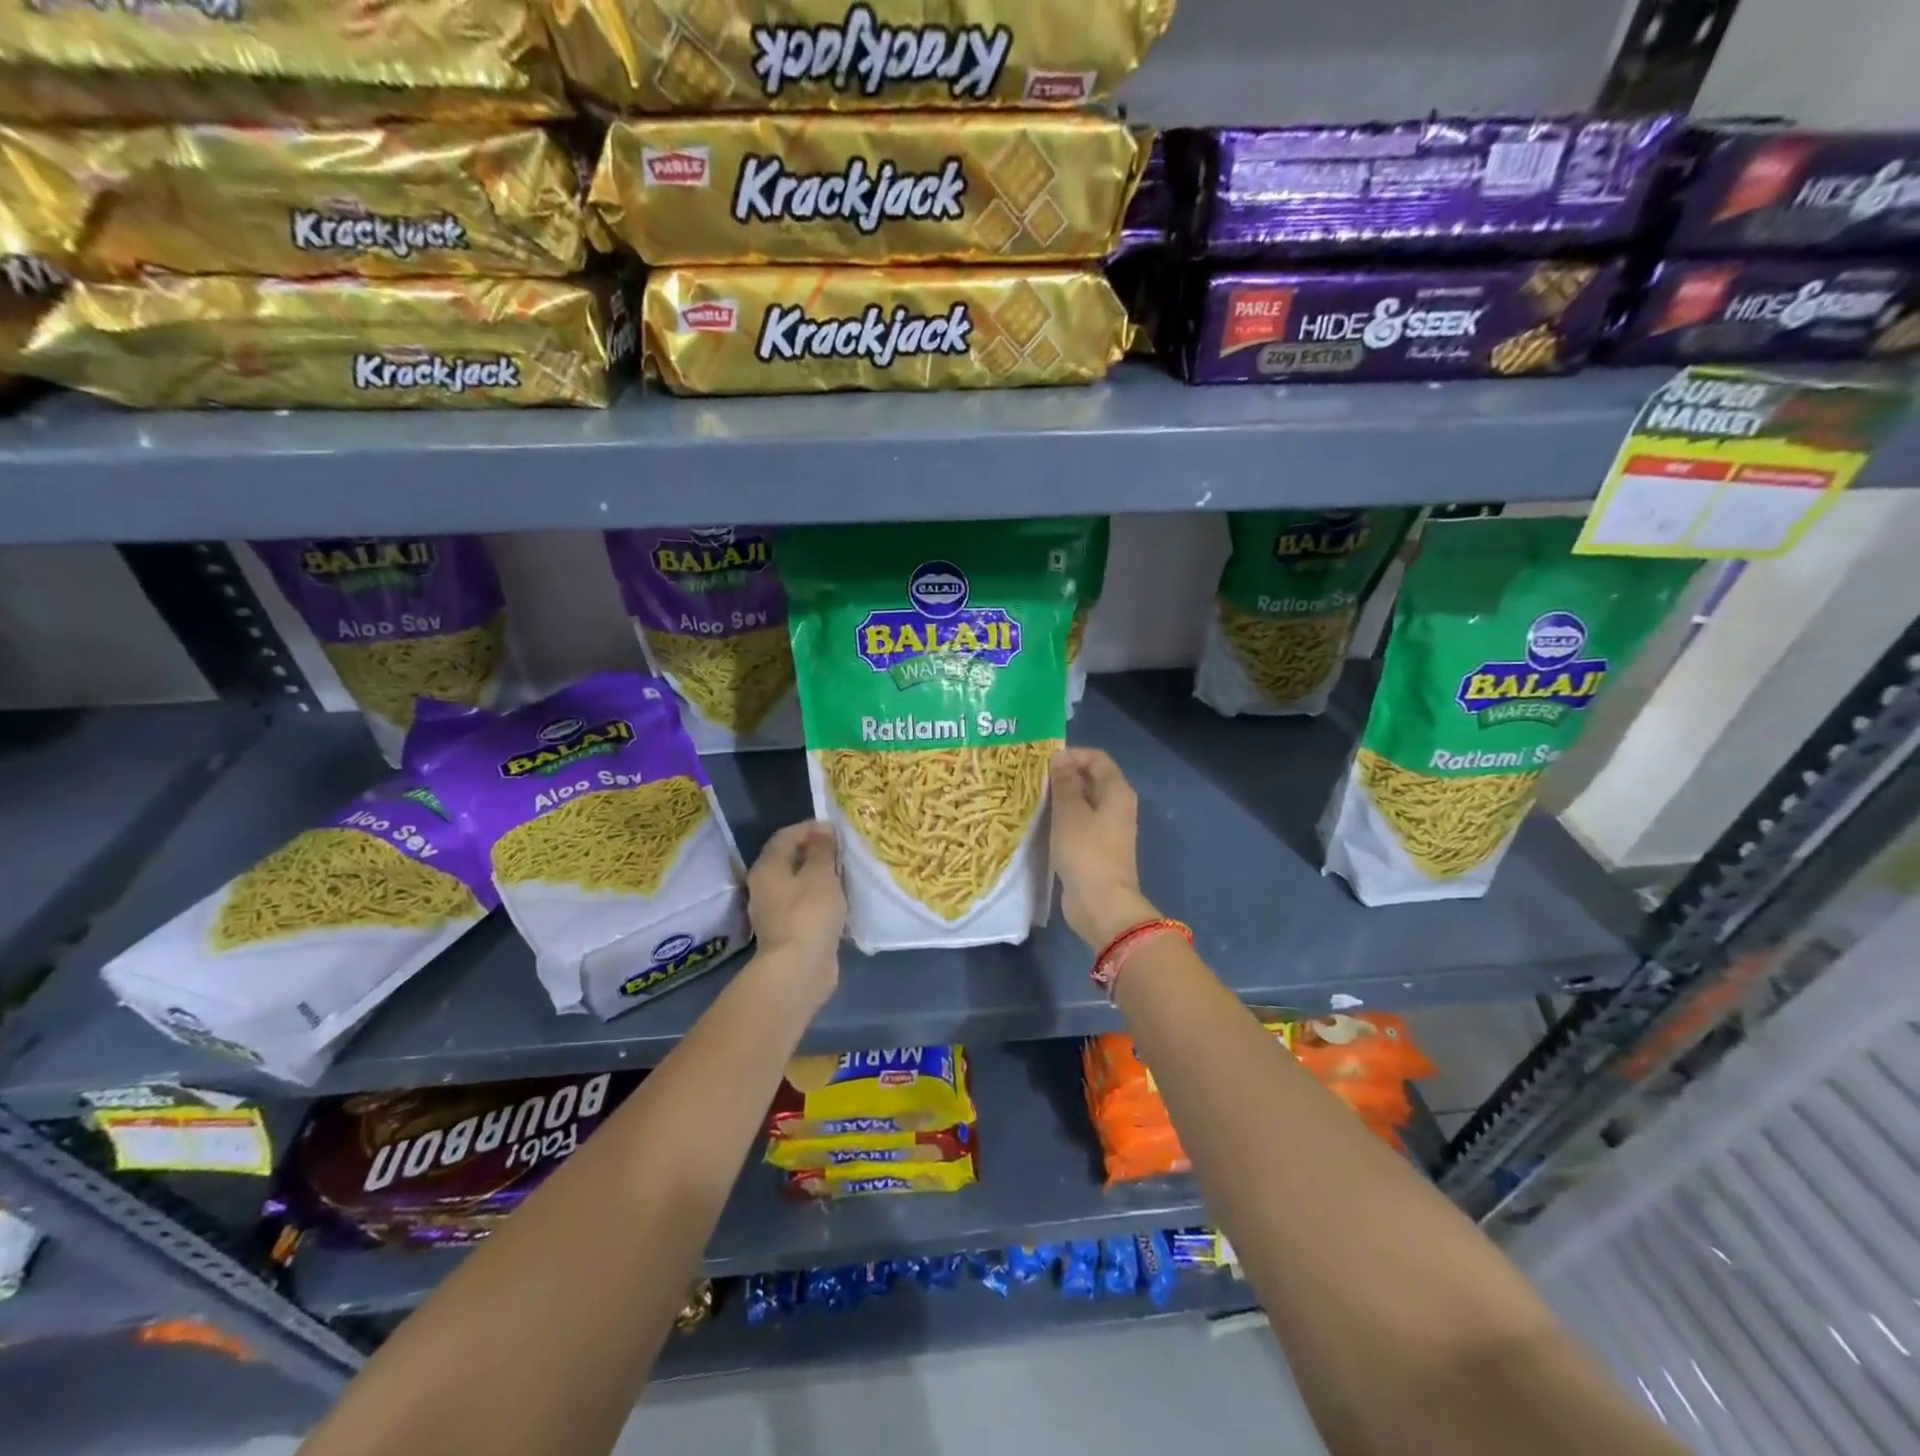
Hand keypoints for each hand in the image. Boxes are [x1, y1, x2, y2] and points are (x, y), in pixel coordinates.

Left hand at [746, 821, 844, 998]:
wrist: (799, 970)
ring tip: (846, 874)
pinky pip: (805, 905)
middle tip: (844, 851)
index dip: (810, 828)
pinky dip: (821, 899)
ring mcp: (775, 911)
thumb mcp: (821, 874)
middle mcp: (765, 886)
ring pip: (798, 884)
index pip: (785, 836)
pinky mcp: (788, 931)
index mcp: (768, 867)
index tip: (836, 830)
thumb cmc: (809, 914)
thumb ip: (822, 850)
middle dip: (816, 852)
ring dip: (820, 877)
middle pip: (790, 860)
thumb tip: (822, 830)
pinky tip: (841, 902)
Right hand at [1050, 748, 1158, 949]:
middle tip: (1033, 780)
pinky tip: (1041, 824)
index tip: (1044, 763)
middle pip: (1091, 779)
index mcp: (1117, 791)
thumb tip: (1060, 758)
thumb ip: (1064, 782)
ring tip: (1032, 799)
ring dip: (1060, 800)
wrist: (1101, 903)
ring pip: (1083, 803)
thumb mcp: (1069, 811)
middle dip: (1064, 776)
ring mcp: (1108, 830)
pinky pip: (1079, 825)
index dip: (1072, 755)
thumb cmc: (1086, 851)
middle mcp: (1117, 806)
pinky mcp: (1096, 849)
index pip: (1097, 758)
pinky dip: (1062, 820)